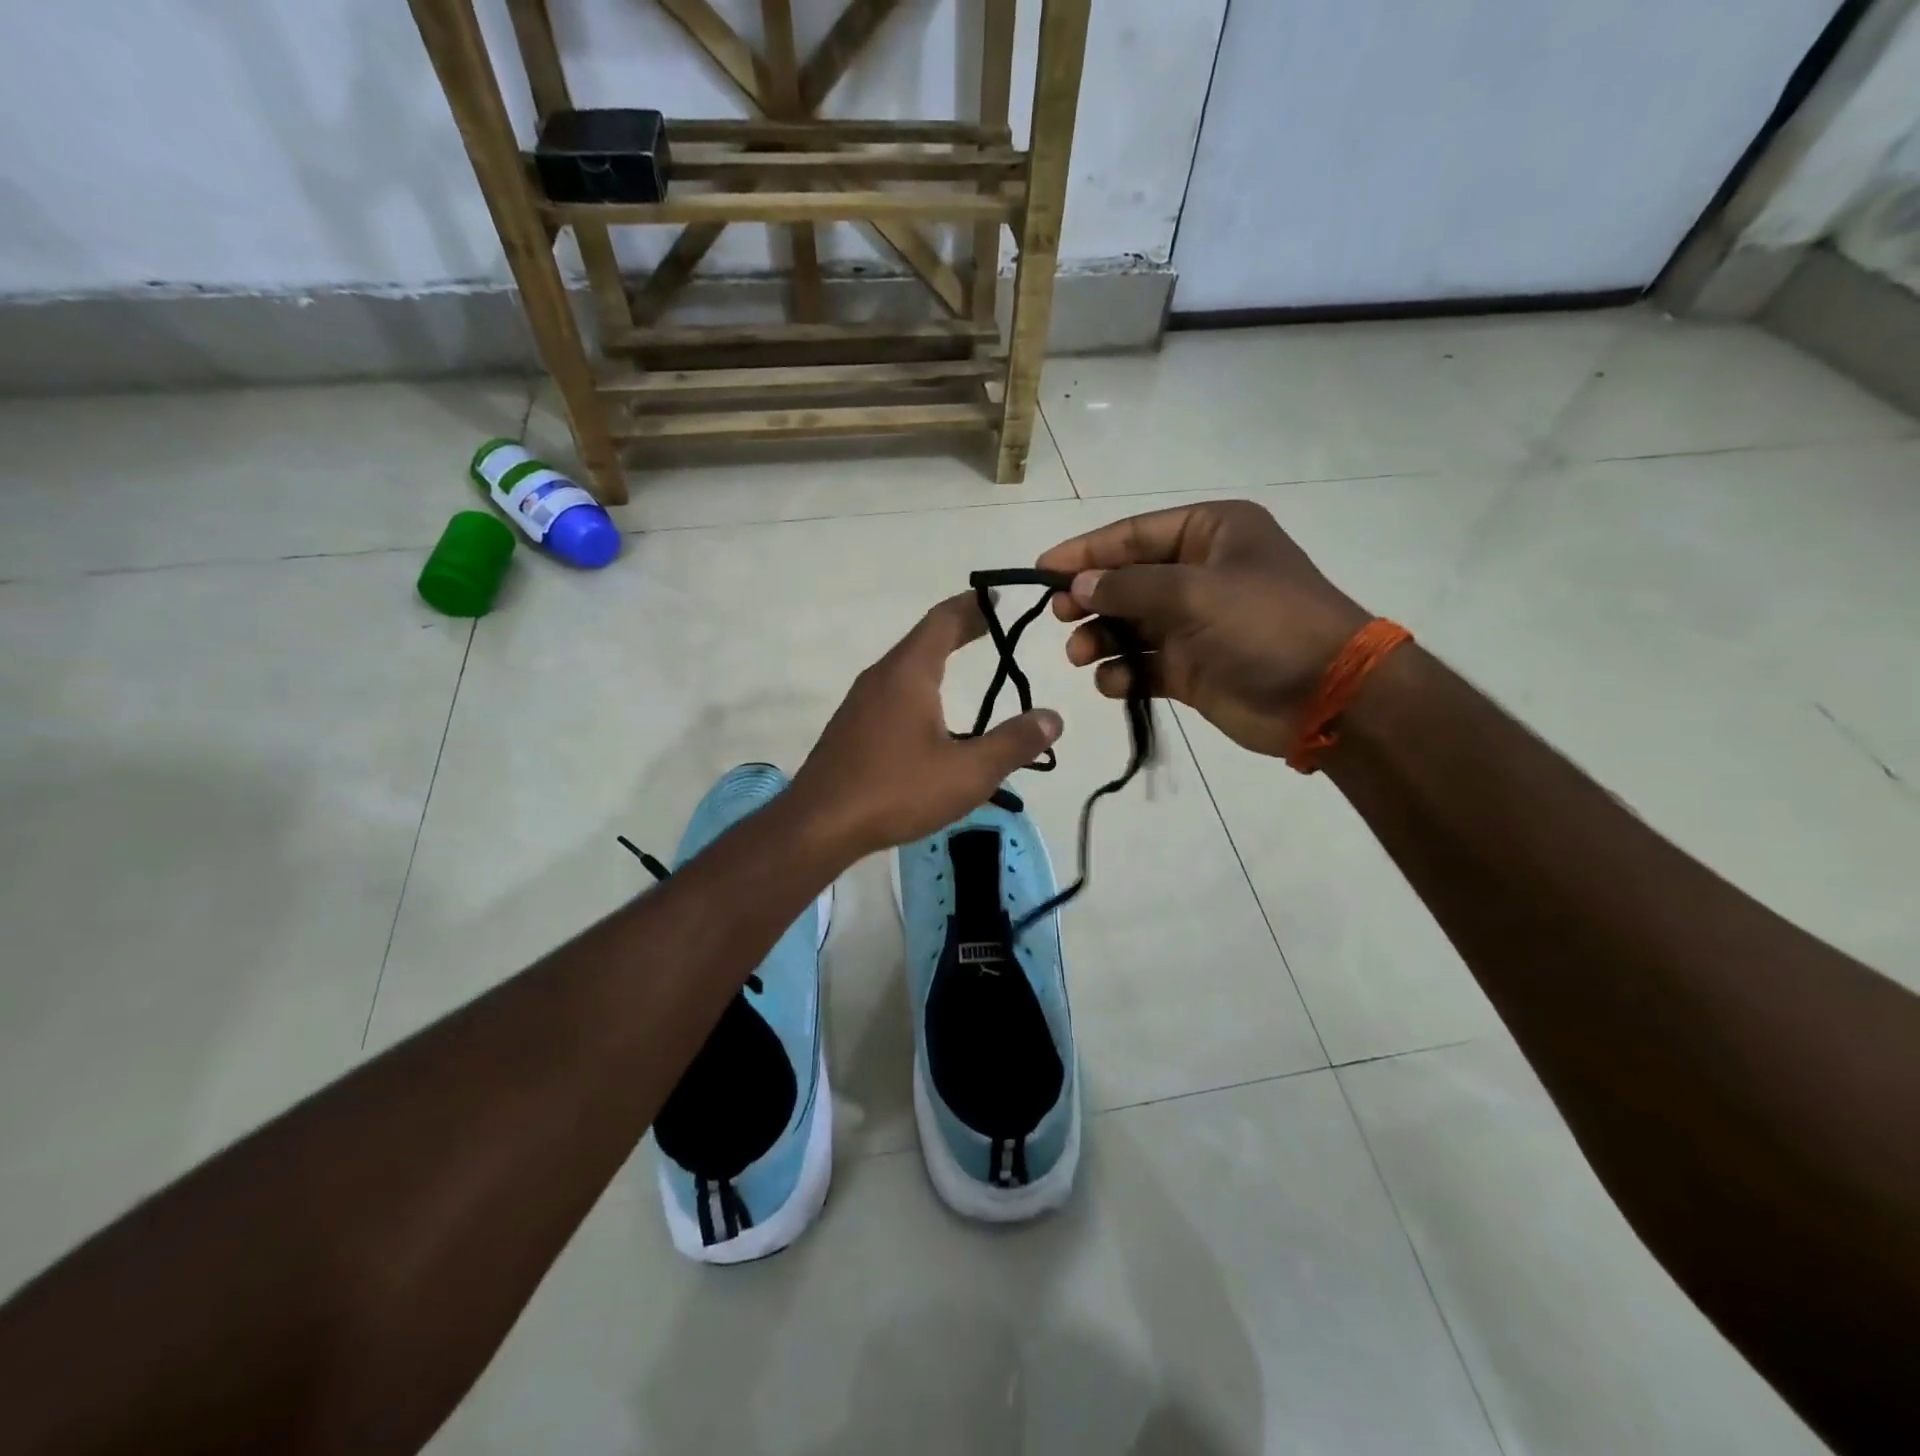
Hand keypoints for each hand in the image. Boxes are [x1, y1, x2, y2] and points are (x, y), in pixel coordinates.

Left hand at [791, 593, 1062, 858]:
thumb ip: (1013, 743)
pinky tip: (929, 713)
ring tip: (963, 662)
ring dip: (936, 656)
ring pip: (904, 665)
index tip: (996, 598)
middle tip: (990, 625)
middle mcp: (881, 677)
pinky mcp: (851, 727)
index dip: (971, 606)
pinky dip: (919, 683)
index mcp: (908, 674)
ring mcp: (860, 702)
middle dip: (958, 629)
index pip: (943, 621)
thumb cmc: (896, 791)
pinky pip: (892, 690)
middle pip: (923, 639)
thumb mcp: (968, 772)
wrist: (819, 825)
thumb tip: (1052, 718)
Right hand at [1037, 500, 1368, 757]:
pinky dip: (1124, 673)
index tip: (1041, 571)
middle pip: (1126, 580)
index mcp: (1209, 533)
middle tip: (1059, 616)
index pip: (1132, 534)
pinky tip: (1116, 683)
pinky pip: (1143, 665)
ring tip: (1082, 655)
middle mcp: (1199, 572)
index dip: (1085, 551)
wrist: (1326, 695)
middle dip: (1090, 598)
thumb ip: (1129, 587)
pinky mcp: (1191, 668)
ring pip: (1129, 625)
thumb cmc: (1264, 624)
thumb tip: (1079, 585)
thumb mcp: (1194, 592)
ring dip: (1101, 639)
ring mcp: (1194, 623)